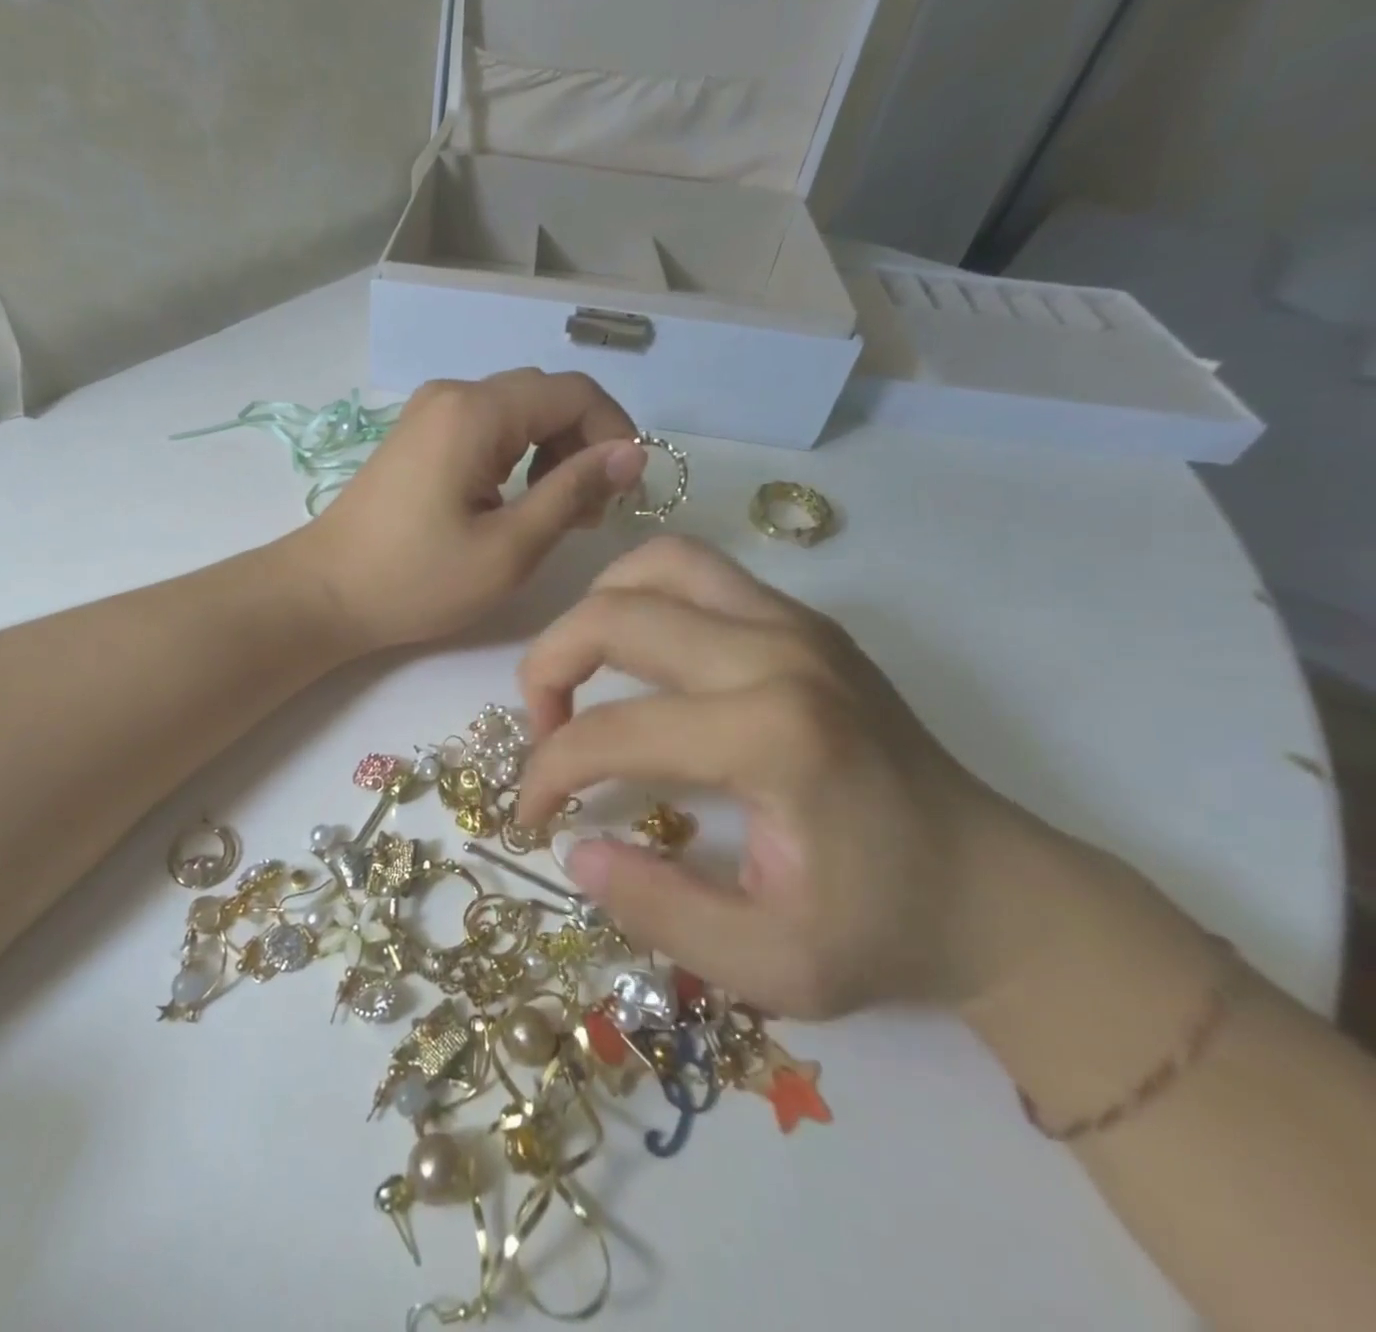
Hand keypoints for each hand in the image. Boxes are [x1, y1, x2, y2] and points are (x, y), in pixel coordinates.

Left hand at [295, 370, 646, 649]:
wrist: (325, 593)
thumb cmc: (417, 580)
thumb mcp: (508, 547)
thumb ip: (573, 492)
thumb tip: (632, 453)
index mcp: (476, 411)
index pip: (574, 392)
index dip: (615, 432)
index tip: (627, 491)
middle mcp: (453, 393)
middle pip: (546, 397)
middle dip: (584, 446)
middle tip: (592, 512)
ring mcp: (431, 412)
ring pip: (518, 413)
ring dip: (552, 454)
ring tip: (558, 514)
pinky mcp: (420, 436)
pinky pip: (487, 429)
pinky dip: (517, 458)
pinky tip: (516, 504)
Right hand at [512, 536, 1044, 1018]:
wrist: (998, 890)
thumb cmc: (883, 931)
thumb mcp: (767, 965)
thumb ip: (655, 909)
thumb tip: (574, 848)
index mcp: (773, 737)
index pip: (612, 731)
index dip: (548, 772)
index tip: (534, 814)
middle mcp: (778, 653)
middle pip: (614, 615)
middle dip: (547, 667)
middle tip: (542, 729)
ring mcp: (795, 623)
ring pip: (654, 565)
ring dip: (593, 611)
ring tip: (582, 675)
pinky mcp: (803, 620)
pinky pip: (696, 573)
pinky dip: (642, 598)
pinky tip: (638, 659)